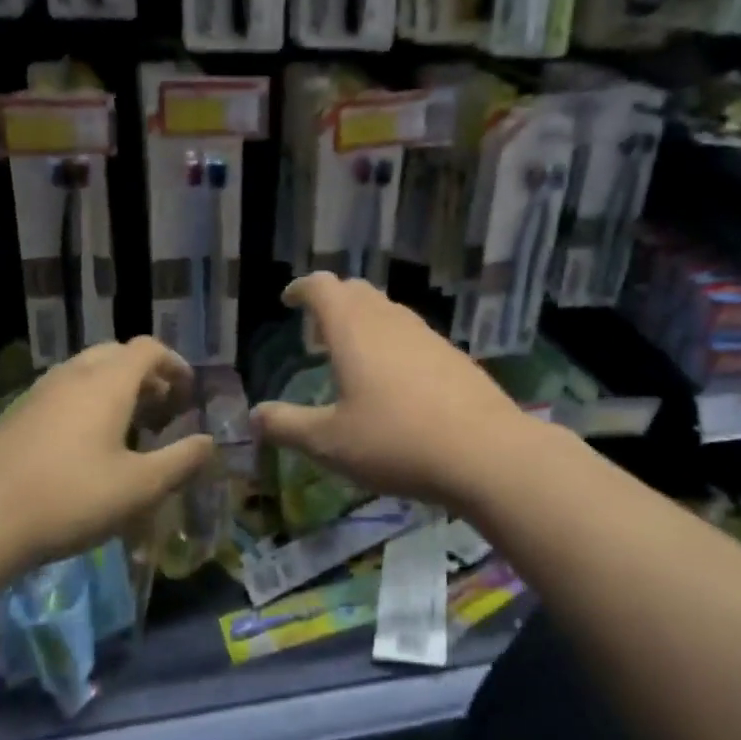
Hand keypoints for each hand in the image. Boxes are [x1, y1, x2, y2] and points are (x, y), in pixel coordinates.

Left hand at [0, 337, 214, 582]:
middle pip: (117, 354)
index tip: (188, 394)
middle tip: (161, 410)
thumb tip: (209, 442)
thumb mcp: (138, 488)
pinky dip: (85, 403)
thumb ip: (180, 462)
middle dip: (145, 375)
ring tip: (127, 429)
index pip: (149, 349)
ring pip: (86, 372)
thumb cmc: (67, 499)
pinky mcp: (14, 415)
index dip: (175, 365)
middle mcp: (73, 375)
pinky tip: (83, 448)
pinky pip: (62, 393)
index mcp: (107, 382)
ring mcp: (38, 392)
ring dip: (114, 389)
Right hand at [251, 273, 547, 511]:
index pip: (322, 286)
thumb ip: (287, 426)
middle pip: (356, 291)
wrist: (485, 452)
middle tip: (317, 332)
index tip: (289, 301)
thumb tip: (255, 415)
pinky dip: (392, 341)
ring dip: (364, 321)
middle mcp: (389, 320)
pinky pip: (412, 334)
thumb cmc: (396, 441)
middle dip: (332, 302)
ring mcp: (426, 334)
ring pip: (387, 311)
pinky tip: (396, 381)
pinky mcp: (452, 355)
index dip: (302, 288)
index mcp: (353, 329)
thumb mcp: (330, 443)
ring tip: (353, 355)